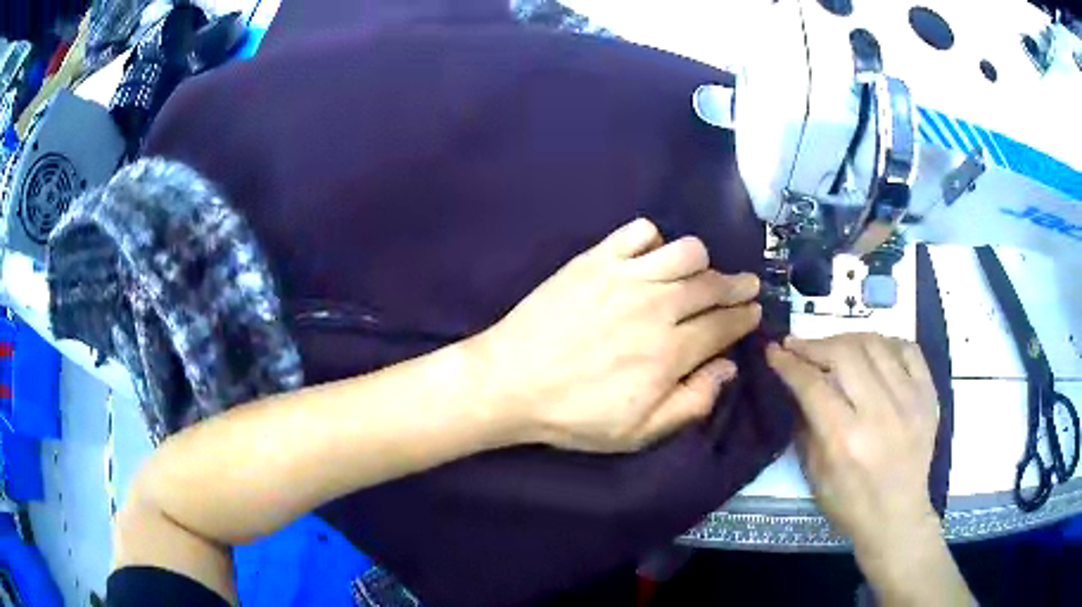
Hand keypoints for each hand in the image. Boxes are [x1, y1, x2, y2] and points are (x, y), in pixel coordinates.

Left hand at [474, 218, 760, 452]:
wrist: (510, 381)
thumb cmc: (574, 414)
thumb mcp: (639, 432)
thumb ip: (692, 402)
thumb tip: (727, 367)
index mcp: (671, 351)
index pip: (724, 324)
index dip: (745, 316)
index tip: (755, 310)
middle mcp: (658, 306)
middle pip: (713, 284)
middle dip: (738, 284)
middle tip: (747, 285)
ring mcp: (626, 276)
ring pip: (685, 250)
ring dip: (701, 261)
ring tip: (699, 272)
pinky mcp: (595, 259)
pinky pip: (639, 231)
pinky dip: (652, 238)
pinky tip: (649, 256)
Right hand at [768, 335, 971, 605]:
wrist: (897, 515)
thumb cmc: (849, 503)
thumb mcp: (815, 474)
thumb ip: (806, 425)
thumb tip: (795, 385)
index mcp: (845, 439)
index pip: (812, 384)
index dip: (789, 363)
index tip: (773, 350)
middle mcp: (880, 412)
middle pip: (844, 353)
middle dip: (814, 345)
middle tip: (798, 346)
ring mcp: (909, 399)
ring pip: (875, 343)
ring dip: (846, 339)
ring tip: (833, 347)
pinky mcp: (928, 395)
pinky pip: (908, 348)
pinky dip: (886, 342)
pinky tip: (873, 352)